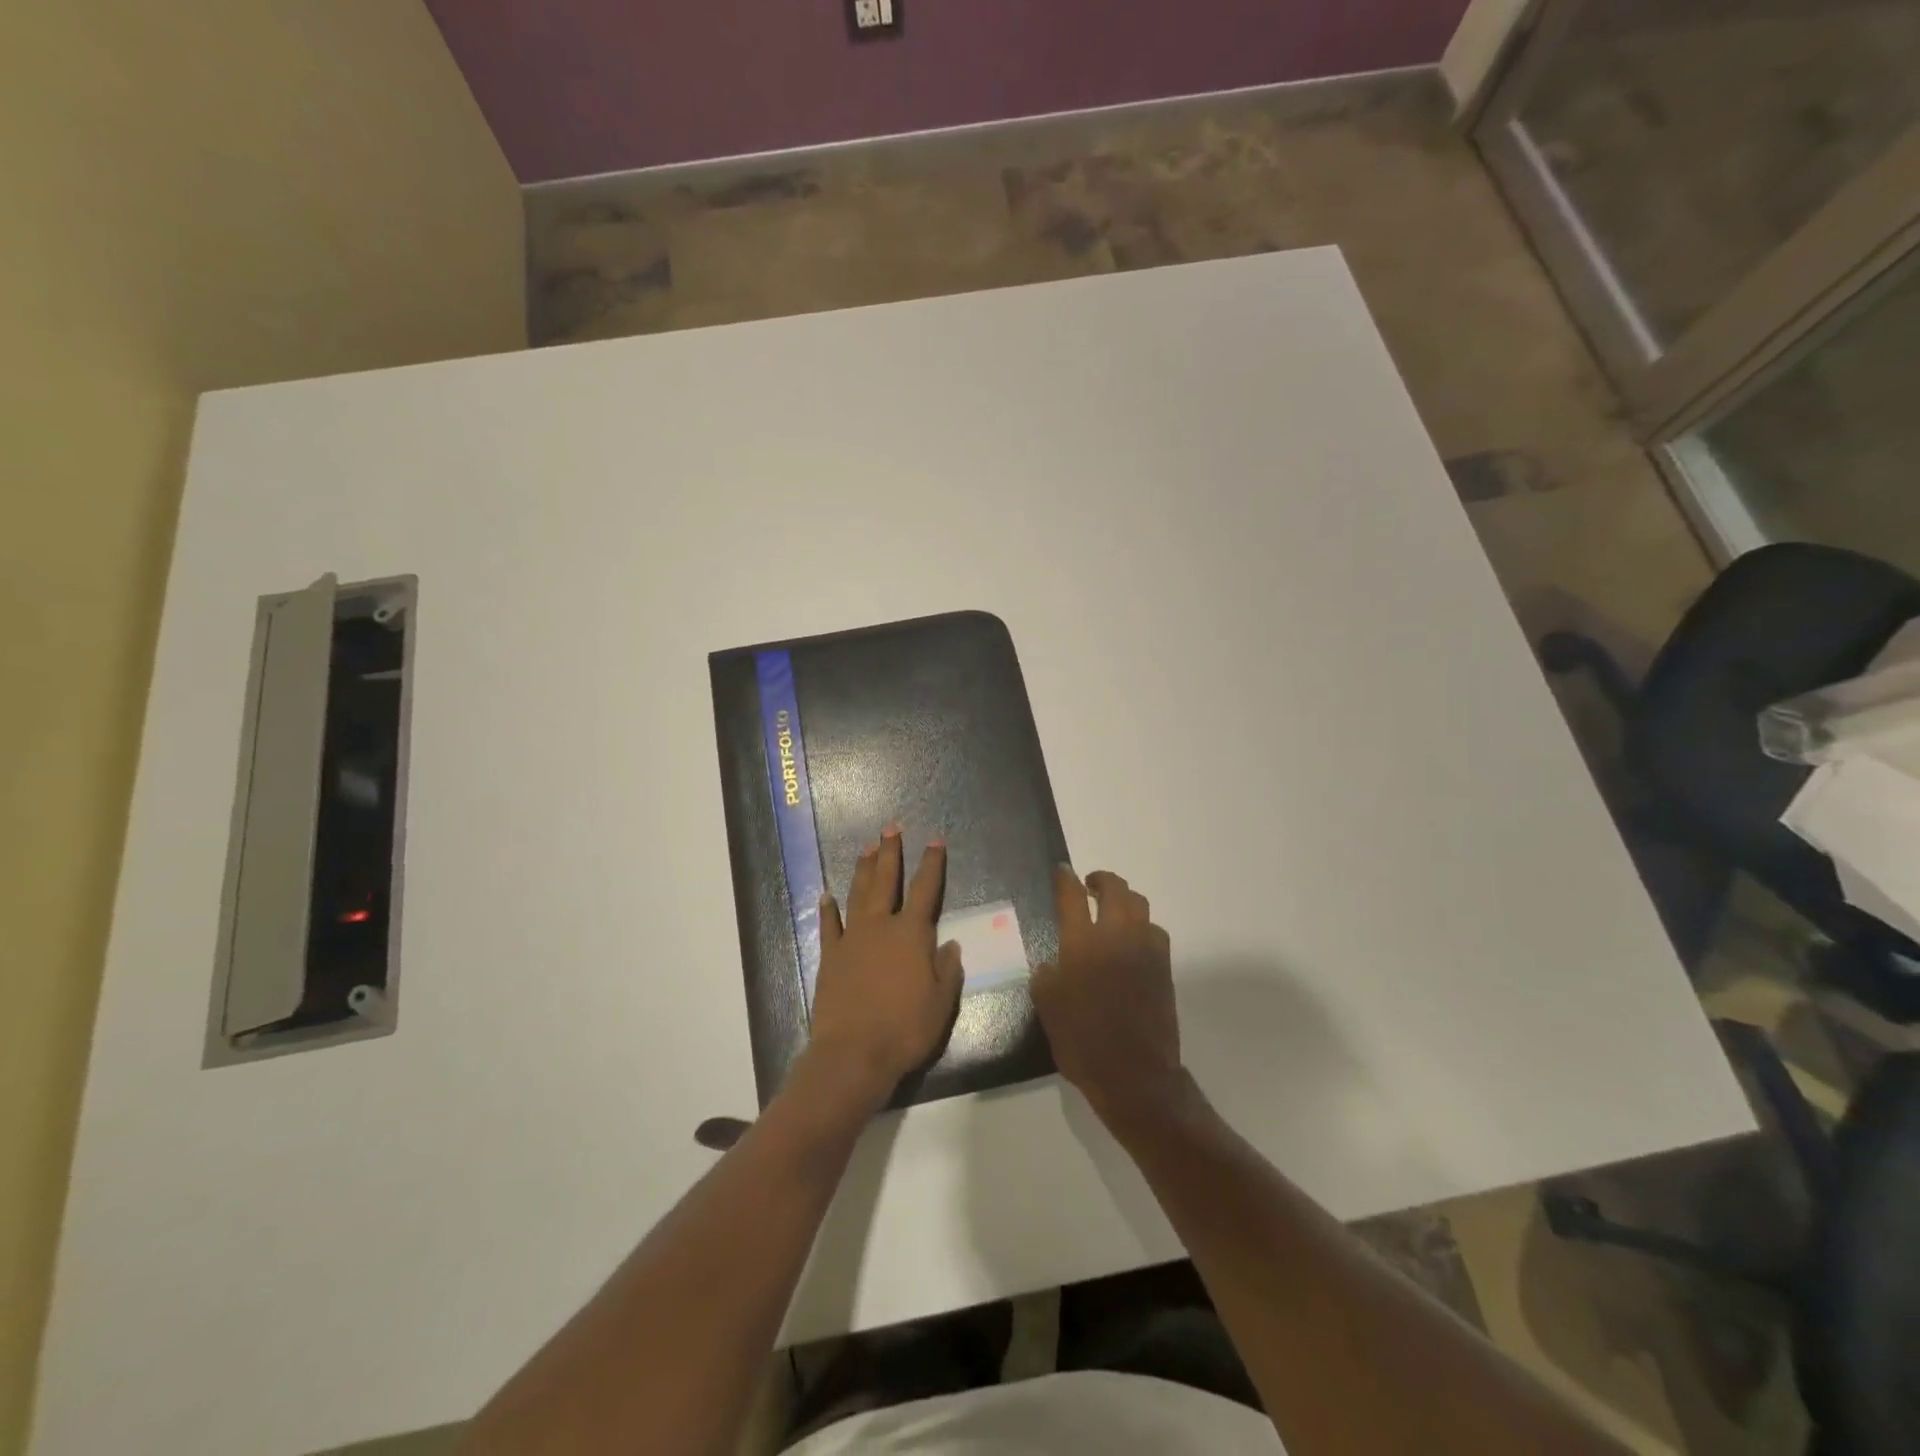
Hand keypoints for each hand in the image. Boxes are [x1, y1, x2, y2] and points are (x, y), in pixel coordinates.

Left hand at [804, 828, 963, 1111]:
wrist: (853, 1052)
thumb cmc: (905, 1028)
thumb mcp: (942, 1003)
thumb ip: (947, 969)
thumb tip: (951, 944)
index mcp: (912, 934)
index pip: (926, 890)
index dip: (932, 864)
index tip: (935, 841)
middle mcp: (881, 927)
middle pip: (886, 881)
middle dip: (890, 853)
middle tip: (890, 828)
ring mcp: (852, 939)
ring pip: (858, 895)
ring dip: (863, 870)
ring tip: (866, 848)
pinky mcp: (830, 957)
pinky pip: (829, 926)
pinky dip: (828, 909)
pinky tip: (827, 896)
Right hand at [1032, 866, 1184, 1131]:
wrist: (1134, 1074)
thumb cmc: (1083, 1042)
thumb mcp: (1048, 1009)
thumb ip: (1046, 978)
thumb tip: (1050, 964)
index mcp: (1082, 944)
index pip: (1073, 897)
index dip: (1065, 879)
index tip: (1062, 871)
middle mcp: (1116, 937)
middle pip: (1115, 890)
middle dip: (1101, 880)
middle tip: (1089, 885)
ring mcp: (1145, 950)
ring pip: (1139, 905)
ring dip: (1124, 900)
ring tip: (1111, 910)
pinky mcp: (1164, 967)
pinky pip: (1154, 931)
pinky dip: (1140, 925)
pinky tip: (1131, 941)